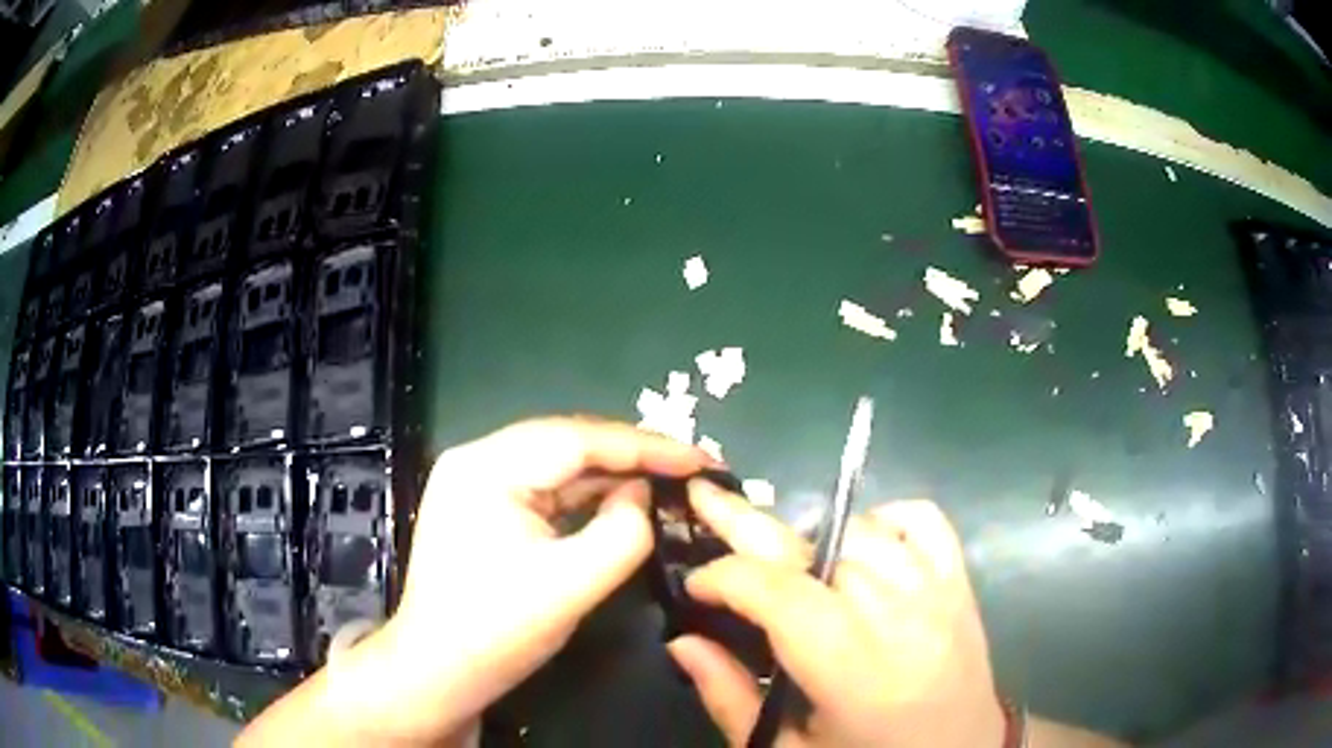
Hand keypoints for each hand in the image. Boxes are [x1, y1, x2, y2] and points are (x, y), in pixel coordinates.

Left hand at [314, 417, 717, 744]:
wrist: (438, 672)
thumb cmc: (497, 631)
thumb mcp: (572, 585)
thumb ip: (622, 531)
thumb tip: (640, 492)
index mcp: (485, 468)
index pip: (577, 439)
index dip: (645, 445)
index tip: (699, 457)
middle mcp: (476, 460)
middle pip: (566, 442)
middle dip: (630, 454)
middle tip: (689, 465)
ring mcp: (476, 483)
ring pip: (557, 464)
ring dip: (610, 473)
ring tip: (666, 477)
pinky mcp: (484, 507)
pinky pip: (545, 488)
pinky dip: (585, 494)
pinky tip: (620, 499)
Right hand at [667, 482, 1005, 747]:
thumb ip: (729, 696)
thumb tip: (683, 641)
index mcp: (852, 670)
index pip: (780, 593)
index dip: (726, 577)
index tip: (696, 585)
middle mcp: (899, 616)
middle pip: (816, 547)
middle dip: (748, 523)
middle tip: (705, 500)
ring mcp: (937, 590)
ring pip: (860, 529)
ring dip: (811, 538)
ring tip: (785, 563)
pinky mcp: (960, 582)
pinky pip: (922, 520)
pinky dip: (884, 520)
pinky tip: (862, 543)